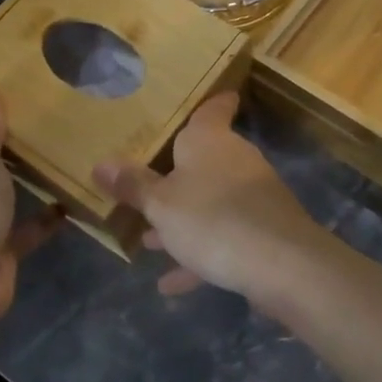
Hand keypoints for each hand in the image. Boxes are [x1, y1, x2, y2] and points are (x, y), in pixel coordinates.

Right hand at [92, 92, 325, 304]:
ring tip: (149, 241)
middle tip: (145, 185)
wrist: (280, 264)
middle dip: (175, 177)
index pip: (213, 108)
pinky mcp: (263, 231)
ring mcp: (253, 196)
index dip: (211, 102)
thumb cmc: (212, 218)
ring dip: (183, 220)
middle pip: (205, 160)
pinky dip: (199, 256)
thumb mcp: (160, 204)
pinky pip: (223, 238)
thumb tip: (101, 164)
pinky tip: (171, 284)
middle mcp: (235, 160)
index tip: (210, 98)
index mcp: (210, 141)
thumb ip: (132, 186)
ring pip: (211, 202)